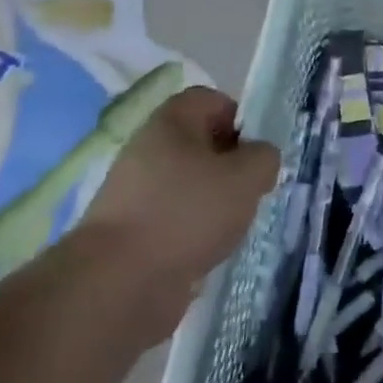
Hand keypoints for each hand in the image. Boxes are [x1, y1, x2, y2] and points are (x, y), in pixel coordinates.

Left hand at [80, 86, 277, 318]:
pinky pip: (174, 218)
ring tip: (233, 224)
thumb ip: (264, 157)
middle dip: (231, 165)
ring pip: (189, 183)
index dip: (240, 118)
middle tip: (252, 189)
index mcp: (170, 122)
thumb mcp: (246, 177)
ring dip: (215, 201)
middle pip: (200, 143)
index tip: (257, 151)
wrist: (117, 284)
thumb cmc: (187, 213)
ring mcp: (134, 192)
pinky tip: (208, 250)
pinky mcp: (130, 231)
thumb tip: (259, 157)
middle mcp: (147, 149)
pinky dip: (195, 231)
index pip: (210, 99)